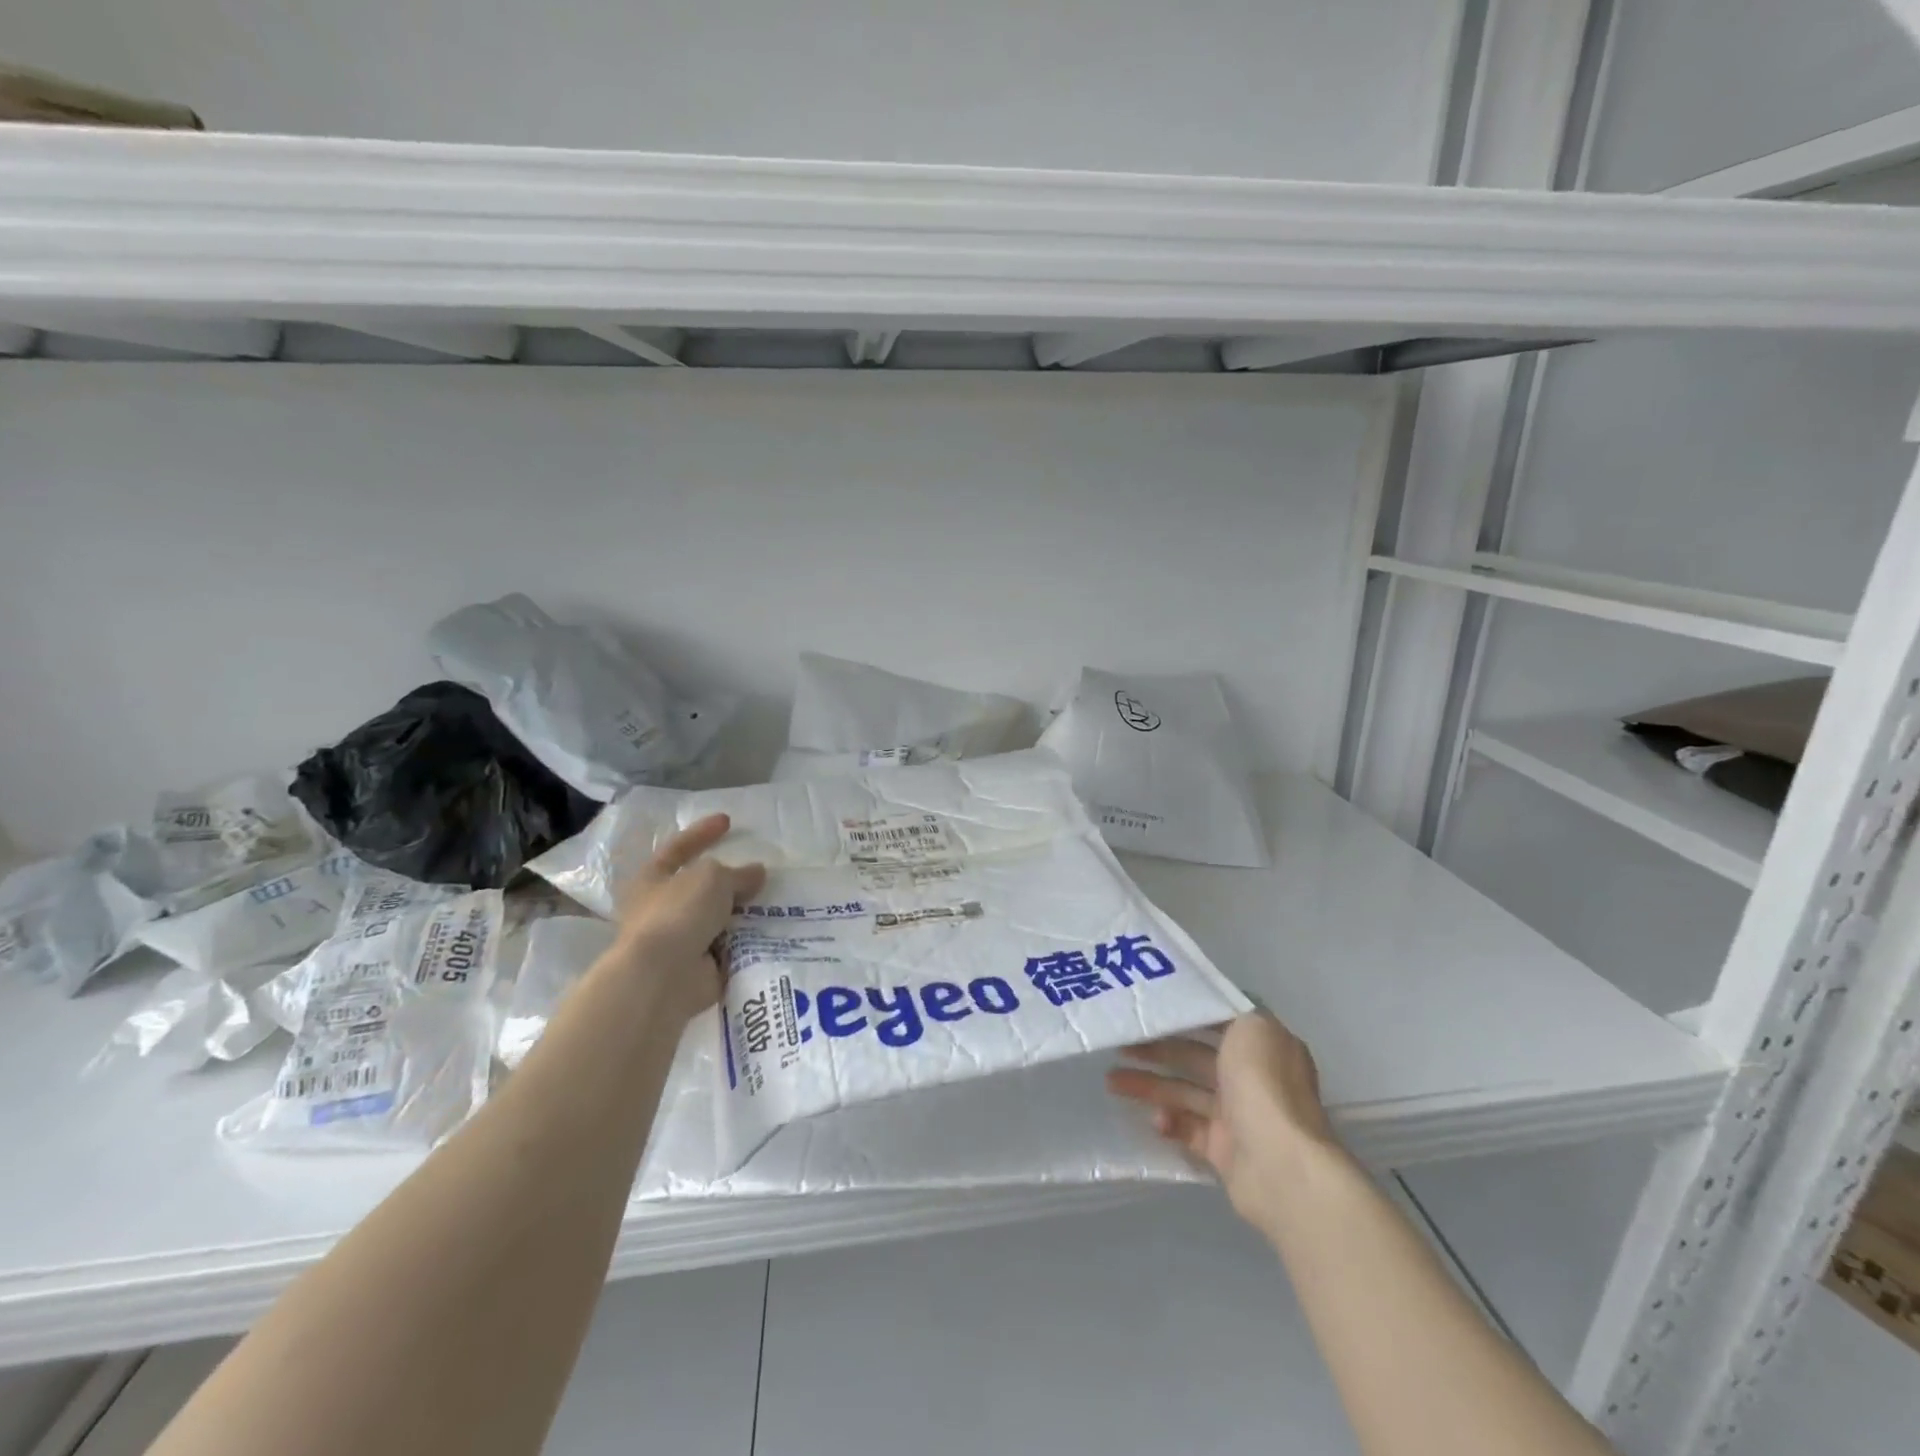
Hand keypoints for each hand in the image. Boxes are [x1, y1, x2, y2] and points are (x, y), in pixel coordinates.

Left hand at [611, 813, 764, 1023]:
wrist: (662, 977)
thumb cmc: (678, 913)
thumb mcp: (713, 878)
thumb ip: (737, 873)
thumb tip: (756, 873)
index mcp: (653, 879)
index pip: (679, 848)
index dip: (702, 833)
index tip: (727, 821)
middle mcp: (662, 908)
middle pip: (701, 886)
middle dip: (730, 880)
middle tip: (760, 872)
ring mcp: (680, 940)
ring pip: (718, 918)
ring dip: (743, 912)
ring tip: (776, 901)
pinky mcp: (699, 966)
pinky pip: (730, 947)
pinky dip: (748, 941)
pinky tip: (773, 932)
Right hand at [1106, 1011, 1343, 1238]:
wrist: (1279, 1164)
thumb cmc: (1263, 1085)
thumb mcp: (1252, 1026)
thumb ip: (1229, 1010)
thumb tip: (1211, 1004)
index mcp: (1262, 1045)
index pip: (1217, 1021)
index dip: (1182, 1014)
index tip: (1148, 1008)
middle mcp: (1252, 1077)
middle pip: (1194, 1056)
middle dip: (1157, 1049)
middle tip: (1118, 1045)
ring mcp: (1238, 1115)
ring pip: (1184, 1092)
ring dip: (1150, 1085)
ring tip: (1112, 1082)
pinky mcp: (1223, 1149)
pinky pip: (1187, 1128)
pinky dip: (1169, 1121)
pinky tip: (1155, 1119)